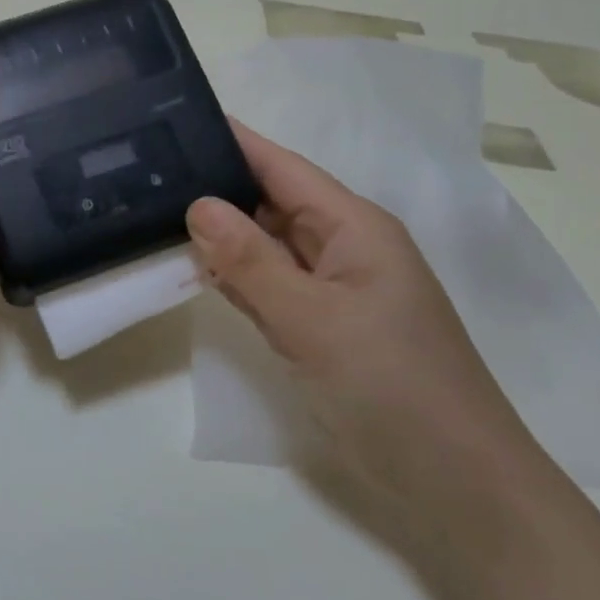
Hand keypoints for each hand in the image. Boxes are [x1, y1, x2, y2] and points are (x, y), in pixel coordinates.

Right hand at [186, 122, 543, 525]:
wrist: (453, 481)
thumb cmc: (391, 387)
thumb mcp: (313, 319)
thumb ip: (251, 262)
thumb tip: (198, 205)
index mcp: (354, 227)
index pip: (282, 167)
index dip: (233, 141)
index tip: (175, 118)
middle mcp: (342, 248)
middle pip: (270, 203)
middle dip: (215, 187)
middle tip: (146, 171)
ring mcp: (331, 291)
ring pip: (265, 247)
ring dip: (219, 235)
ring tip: (152, 210)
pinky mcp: (319, 328)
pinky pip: (268, 288)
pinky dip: (233, 278)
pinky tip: (190, 268)